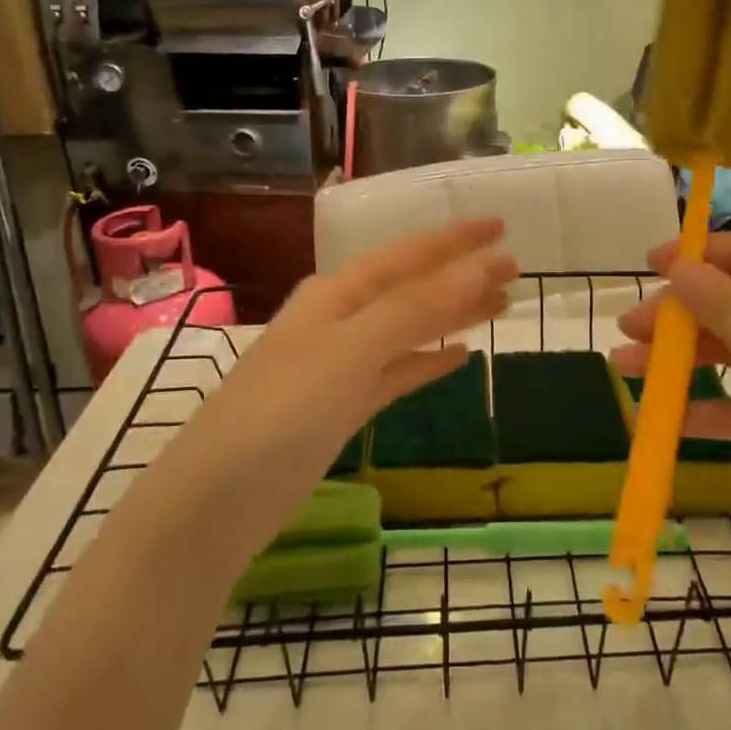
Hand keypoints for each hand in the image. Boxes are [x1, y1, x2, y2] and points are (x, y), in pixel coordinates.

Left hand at [168, 218, 516, 541]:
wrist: (215, 503)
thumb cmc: (281, 413)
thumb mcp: (350, 351)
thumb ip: (414, 309)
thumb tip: (478, 267)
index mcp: (336, 294)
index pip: (406, 254)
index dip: (454, 240)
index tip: (501, 226)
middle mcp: (338, 320)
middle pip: (411, 288)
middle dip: (460, 275)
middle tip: (514, 267)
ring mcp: (339, 366)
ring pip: (408, 329)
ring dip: (451, 315)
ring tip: (500, 305)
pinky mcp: (342, 407)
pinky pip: (397, 372)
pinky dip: (428, 361)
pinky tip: (460, 357)